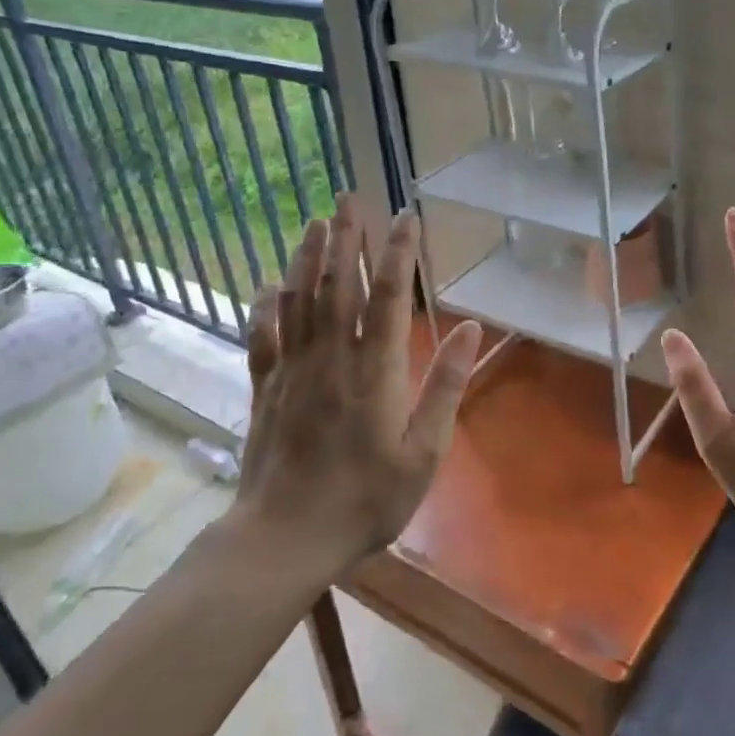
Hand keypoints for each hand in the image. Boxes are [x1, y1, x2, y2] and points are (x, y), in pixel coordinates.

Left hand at [235, 195, 481, 574]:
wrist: (284, 538)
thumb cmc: (365, 499)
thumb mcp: (423, 452)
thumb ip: (445, 386)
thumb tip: (471, 329)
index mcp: (374, 369)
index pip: (387, 295)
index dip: (396, 252)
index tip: (405, 217)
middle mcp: (330, 357)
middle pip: (337, 284)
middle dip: (345, 237)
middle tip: (348, 197)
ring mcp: (292, 370)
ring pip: (297, 299)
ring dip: (307, 257)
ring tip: (314, 222)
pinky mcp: (265, 388)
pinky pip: (263, 335)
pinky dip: (265, 305)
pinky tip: (267, 285)